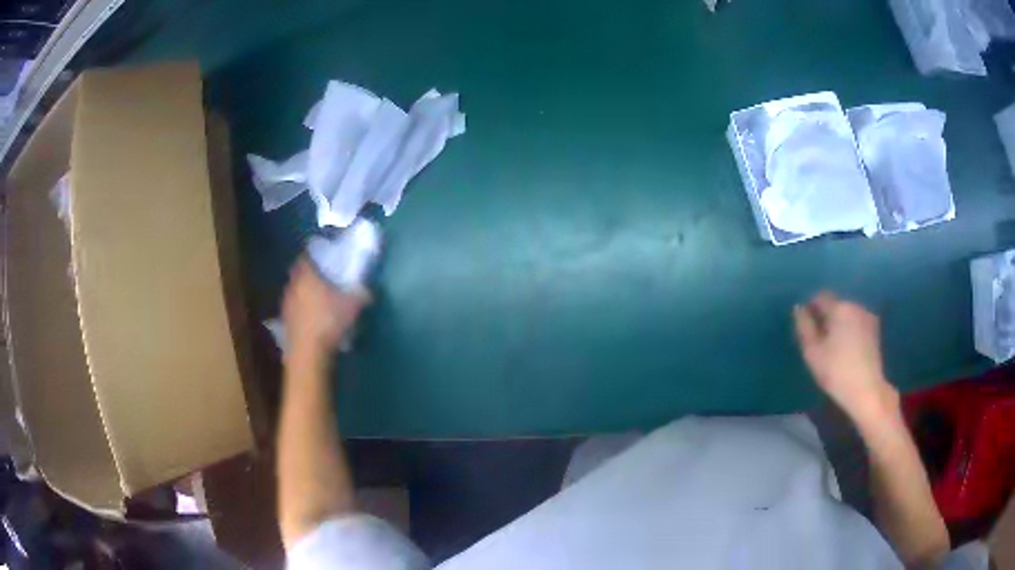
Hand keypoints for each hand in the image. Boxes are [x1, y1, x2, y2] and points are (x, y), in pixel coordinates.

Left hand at [282, 258, 369, 359]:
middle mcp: (293, 286)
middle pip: (298, 275)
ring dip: (304, 295)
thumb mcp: (353, 306)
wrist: (308, 352)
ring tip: (318, 302)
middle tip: (322, 280)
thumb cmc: (329, 321)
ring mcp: (286, 305)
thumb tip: (367, 290)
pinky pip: (294, 311)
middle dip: (309, 277)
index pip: (306, 258)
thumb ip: (360, 294)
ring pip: (295, 293)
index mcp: (307, 276)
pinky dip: (302, 312)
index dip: (313, 257)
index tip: (322, 260)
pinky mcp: (284, 323)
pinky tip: (312, 320)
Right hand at [794, 291, 897, 421]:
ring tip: (833, 346)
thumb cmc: (836, 371)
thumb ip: (804, 327)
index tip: (806, 329)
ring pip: (846, 314)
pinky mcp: (875, 330)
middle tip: (819, 340)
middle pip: (835, 304)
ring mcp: (867, 317)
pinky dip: (850, 330)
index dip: (810, 309)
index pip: (820, 297)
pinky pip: (856, 323)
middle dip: (826, 317)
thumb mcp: (812, 352)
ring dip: (838, 324)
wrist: (867, 390)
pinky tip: (847, 349)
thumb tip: (799, 308)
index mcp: (839, 307)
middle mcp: (855, 305)